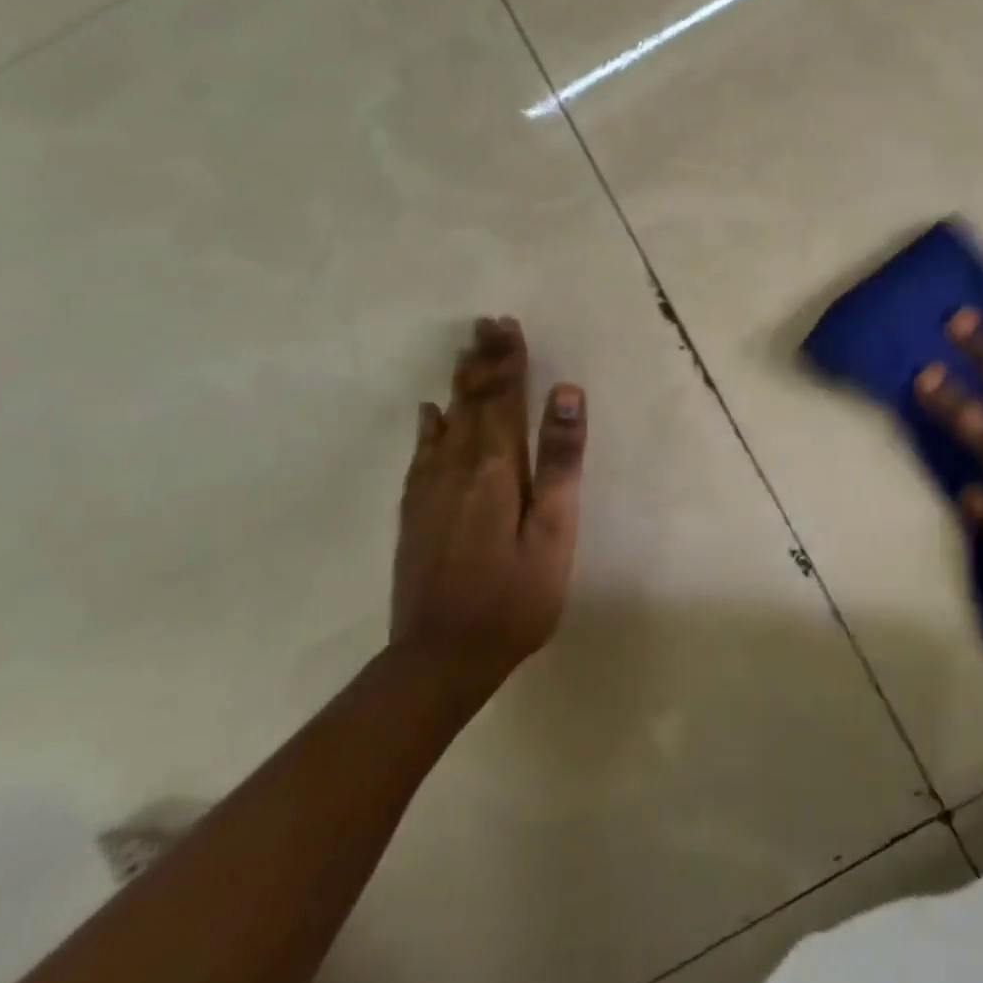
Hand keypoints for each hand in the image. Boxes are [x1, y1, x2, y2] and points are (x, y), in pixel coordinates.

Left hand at [392, 317, 586, 691]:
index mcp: (497, 468)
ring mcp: (430, 489)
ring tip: (467, 351)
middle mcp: (458, 467)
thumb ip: (560, 460)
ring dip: (460, 382)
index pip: (503, 398)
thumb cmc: (514, 597)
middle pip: (472, 400)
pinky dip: (429, 425)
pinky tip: (430, 412)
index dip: (508, 360)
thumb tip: (566, 393)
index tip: (507, 324)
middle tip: (486, 323)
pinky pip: (422, 453)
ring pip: (447, 420)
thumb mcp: (554, 531)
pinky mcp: (416, 512)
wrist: (439, 659)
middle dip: (483, 360)